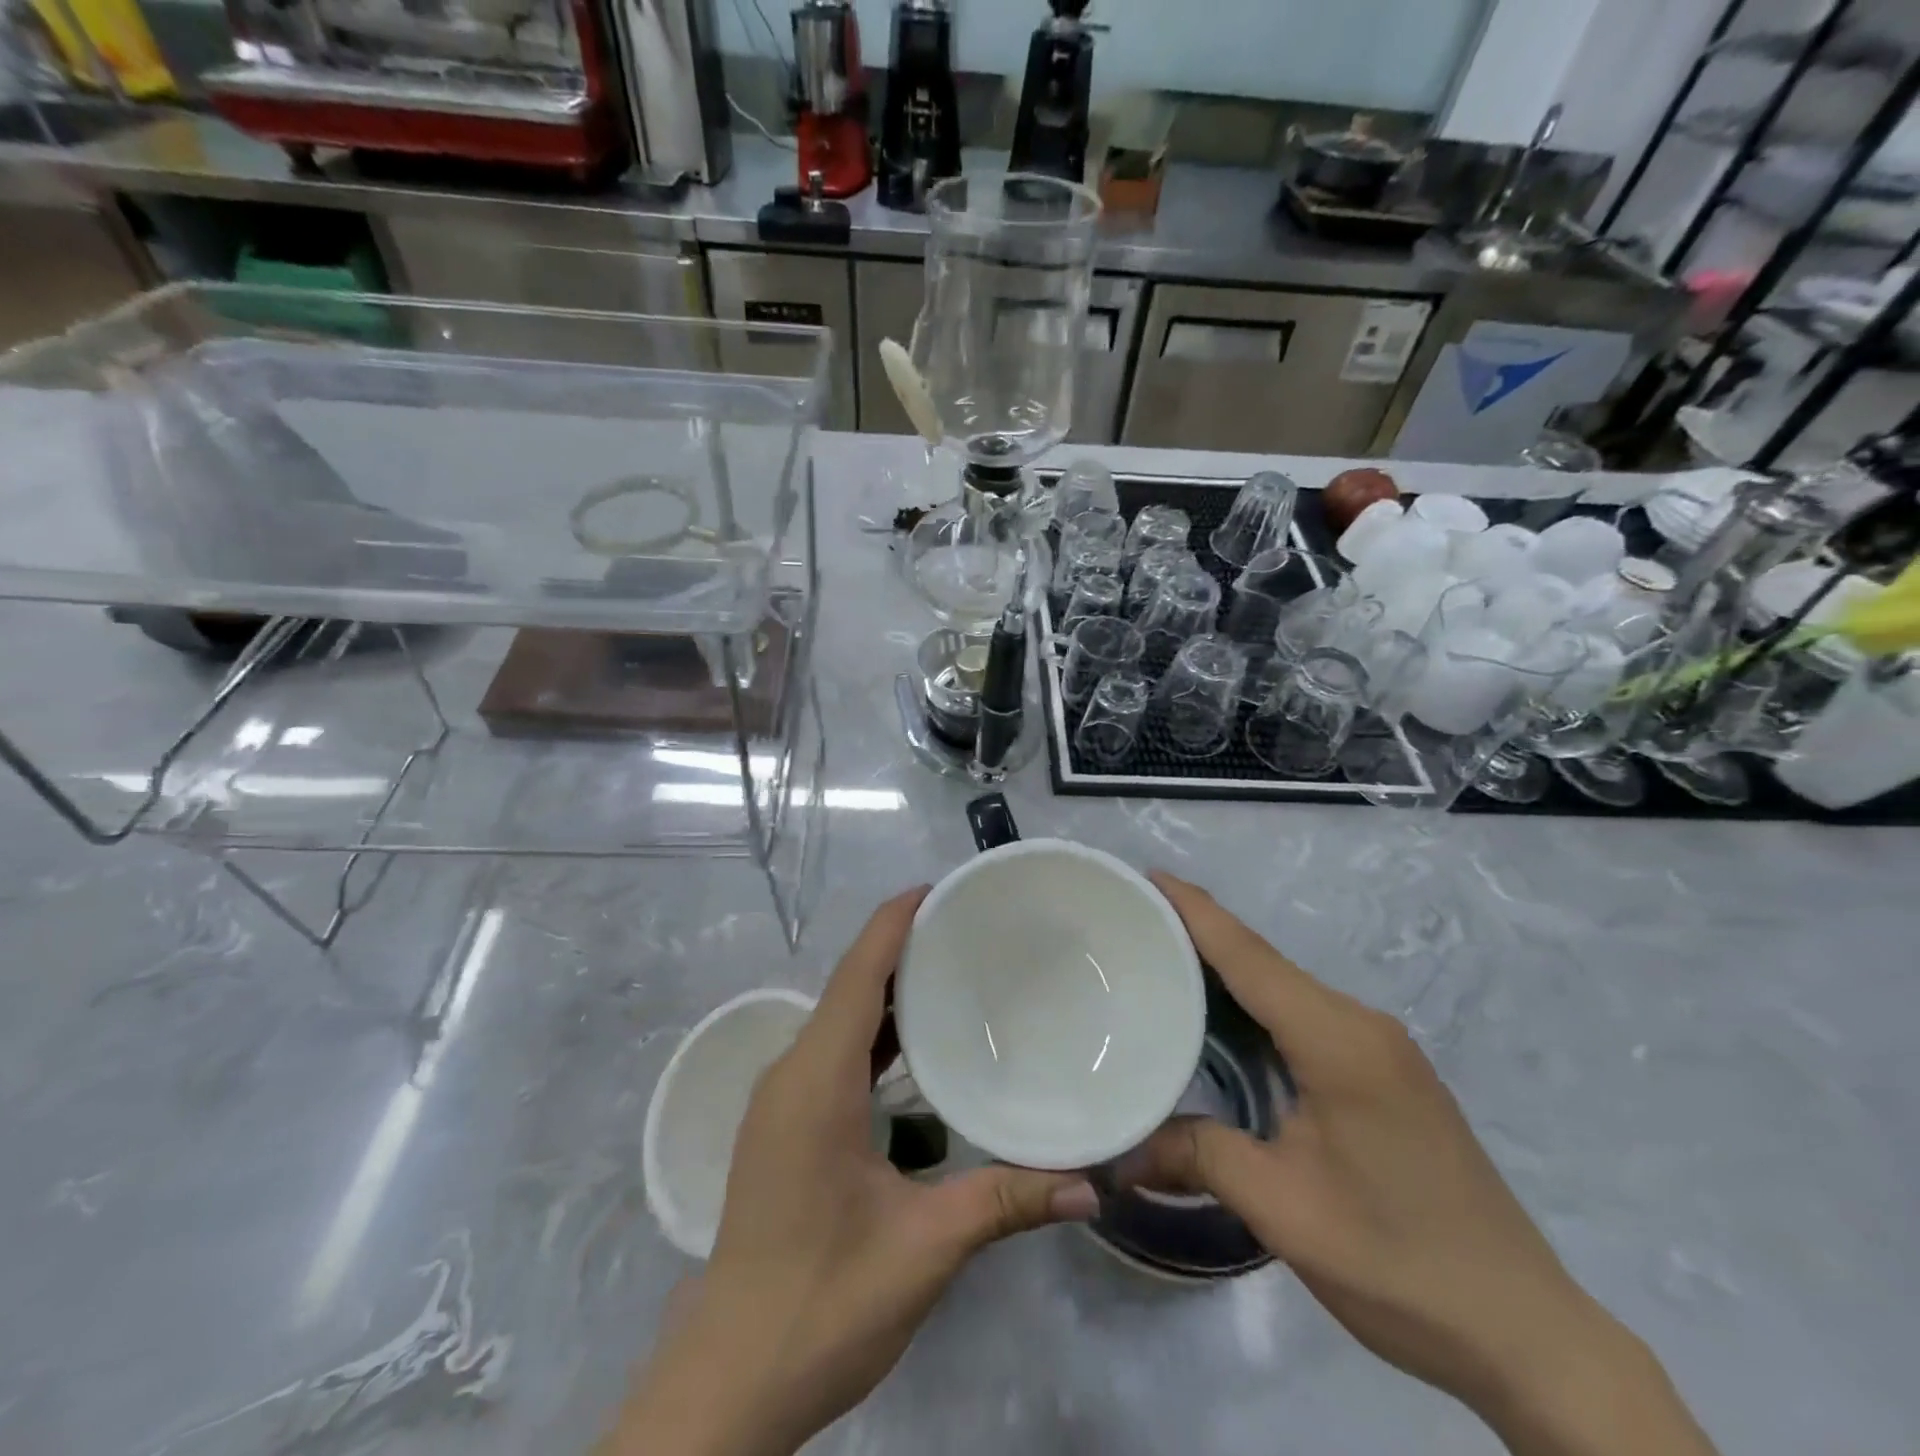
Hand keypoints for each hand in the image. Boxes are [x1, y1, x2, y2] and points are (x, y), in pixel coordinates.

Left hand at [608, 889, 1098, 1455]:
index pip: (858, 973)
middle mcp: (792, 1073)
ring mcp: (782, 1099)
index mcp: (817, 1080)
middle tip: (969, 928)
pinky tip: (916, 1046)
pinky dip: (874, 1031)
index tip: (941, 888)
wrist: (730, 1378)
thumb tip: (1093, 1182)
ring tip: (954, 970)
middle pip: (849, 985)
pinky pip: (833, 1051)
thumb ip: (1007, 1203)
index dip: (895, 922)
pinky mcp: (784, 1123)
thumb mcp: (924, 1248)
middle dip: (902, 947)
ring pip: (840, 1018)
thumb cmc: (823, 1301)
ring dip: (888, 990)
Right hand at [1127, 873, 1717, 1455]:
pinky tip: (1222, 1018)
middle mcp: (1360, 1024)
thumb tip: (1122, 1150)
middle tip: (1134, 923)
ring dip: (1226, 968)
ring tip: (1161, 960)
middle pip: (1264, 961)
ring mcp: (1380, 1047)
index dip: (1195, 910)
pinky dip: (1254, 1002)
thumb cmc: (1399, 1261)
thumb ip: (1197, 1157)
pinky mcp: (1386, 1072)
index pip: (1249, 955)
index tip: (1147, 876)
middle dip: (1199, 933)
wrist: (1527, 1333)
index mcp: (1337, 1040)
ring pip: (1284, 987)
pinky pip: (1303, 1014)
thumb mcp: (1283, 1210)